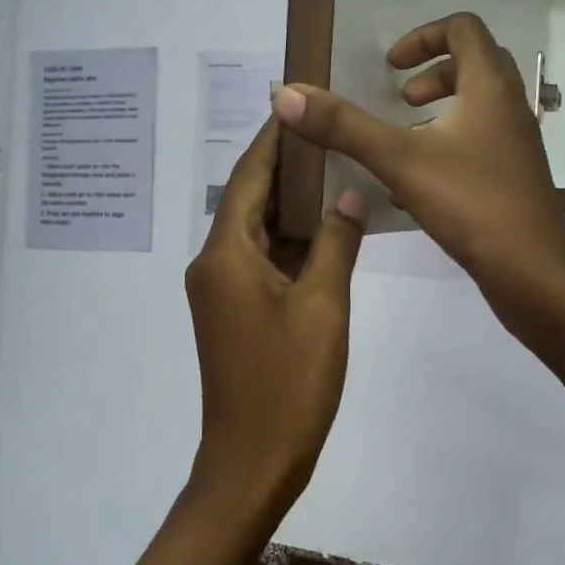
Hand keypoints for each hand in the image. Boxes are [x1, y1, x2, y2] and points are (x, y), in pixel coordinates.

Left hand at [184, 118, 366, 524]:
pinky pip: (262, 259)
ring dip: (290, 202)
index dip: (272, 137)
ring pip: (257, 229)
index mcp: (225, 254)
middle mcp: (214, 263)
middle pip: (248, 198)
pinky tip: (326, 225)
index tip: (297, 100)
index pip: (247, 176)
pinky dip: (290, 239)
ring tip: (334, 164)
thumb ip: (337, 242)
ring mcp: (222, 290)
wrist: (252, 464)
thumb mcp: (323, 307)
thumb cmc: (287, 384)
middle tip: (328, 127)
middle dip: (285, 164)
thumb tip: (351, 191)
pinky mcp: (234, 311)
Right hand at [272, 12, 564, 301]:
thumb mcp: (398, 159)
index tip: (390, 66)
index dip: (423, 37)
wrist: (531, 269)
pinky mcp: (514, 177)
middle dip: (432, 74)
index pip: (463, 28)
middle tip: (402, 100)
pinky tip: (415, 188)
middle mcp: (509, 106)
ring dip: (439, 113)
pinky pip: (479, 144)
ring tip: (405, 139)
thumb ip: (343, 125)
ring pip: (477, 108)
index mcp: (489, 85)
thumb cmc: (470, 201)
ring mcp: (516, 143)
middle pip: (474, 64)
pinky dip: (447, 148)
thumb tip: (286, 92)